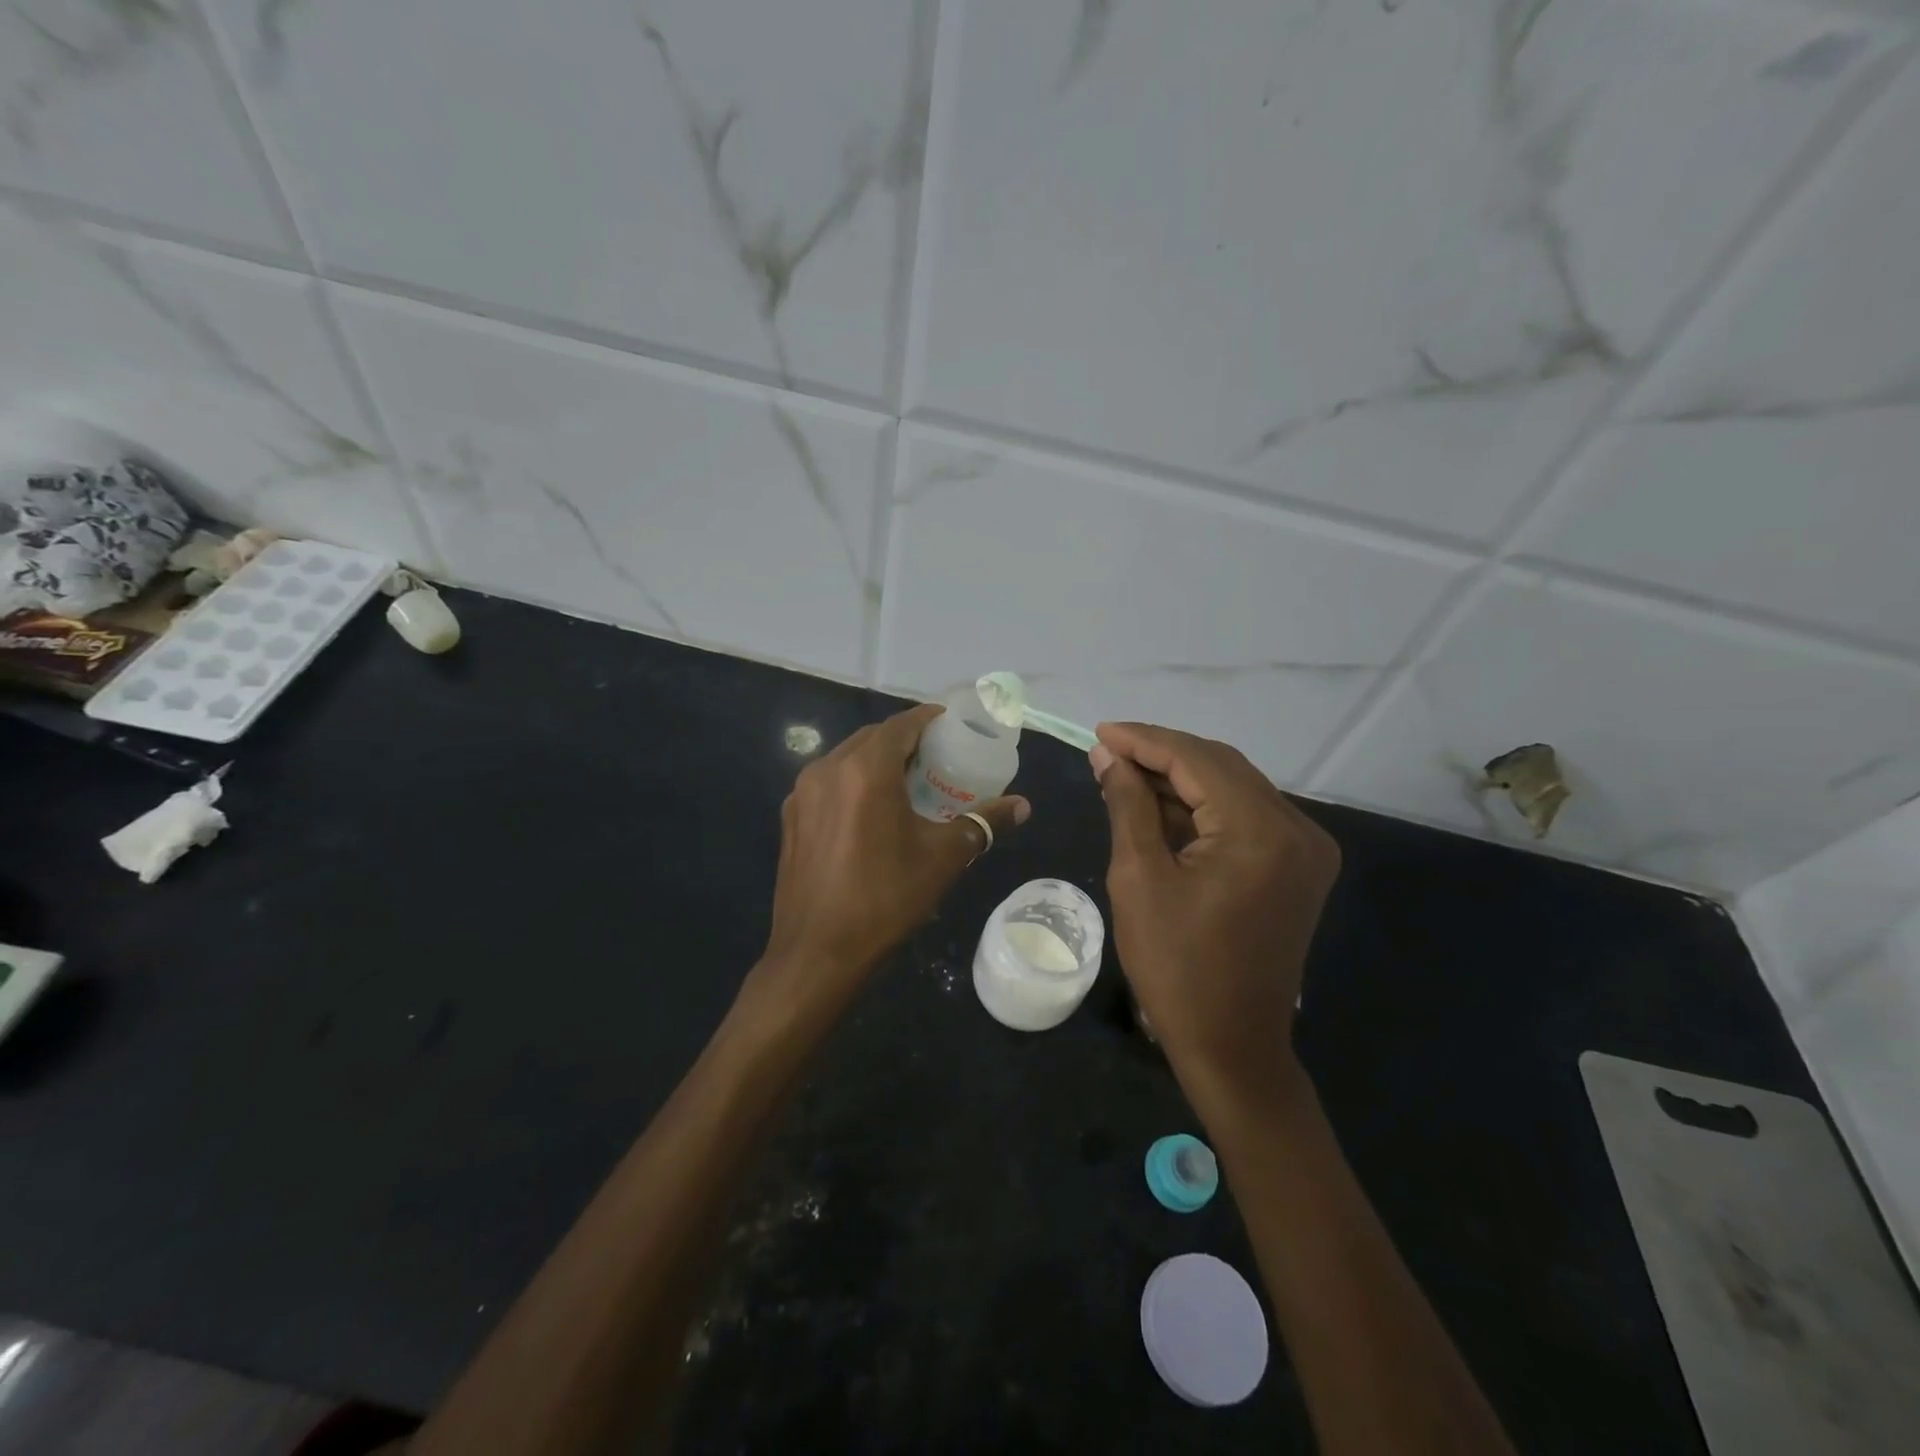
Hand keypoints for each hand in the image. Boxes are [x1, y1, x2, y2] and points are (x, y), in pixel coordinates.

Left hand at [754, 703, 1029, 1011]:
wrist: (817, 953)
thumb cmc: (885, 899)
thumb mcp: (942, 859)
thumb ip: (983, 823)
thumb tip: (1022, 806)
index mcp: (864, 770)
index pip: (901, 725)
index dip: (928, 719)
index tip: (952, 725)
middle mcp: (827, 769)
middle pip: (871, 738)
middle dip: (904, 740)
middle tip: (936, 757)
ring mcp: (802, 794)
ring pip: (846, 759)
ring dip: (876, 760)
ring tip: (907, 781)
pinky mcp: (790, 818)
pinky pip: (828, 783)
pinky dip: (852, 782)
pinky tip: (871, 810)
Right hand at [1090, 722, 1338, 1090]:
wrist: (1232, 1045)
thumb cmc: (1175, 967)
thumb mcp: (1139, 878)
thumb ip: (1128, 805)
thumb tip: (1108, 756)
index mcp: (1259, 831)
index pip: (1196, 760)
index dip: (1144, 740)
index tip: (1099, 733)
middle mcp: (1297, 828)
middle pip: (1221, 766)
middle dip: (1162, 755)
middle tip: (1107, 753)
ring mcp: (1305, 849)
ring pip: (1235, 788)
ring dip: (1181, 780)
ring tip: (1125, 777)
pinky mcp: (1299, 867)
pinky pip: (1246, 817)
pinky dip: (1204, 808)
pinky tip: (1162, 807)